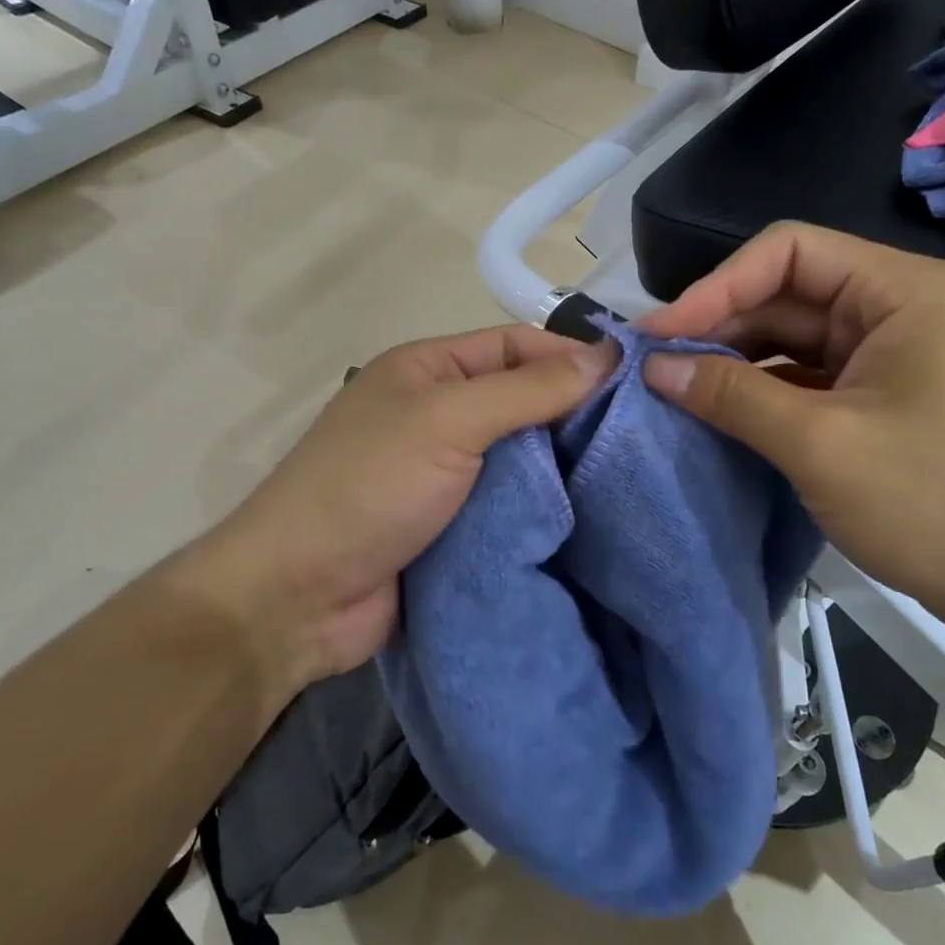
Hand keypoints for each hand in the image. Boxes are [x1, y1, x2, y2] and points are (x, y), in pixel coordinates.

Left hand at [179, 326, 614, 690]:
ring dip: (565, 467)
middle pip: (523, 401)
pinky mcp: (454, 527)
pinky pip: (511, 506)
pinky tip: (594, 516)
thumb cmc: (369, 488)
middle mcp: (438, 414)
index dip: (572, 356)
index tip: (638, 379)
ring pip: (522, 458)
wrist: (297, 598)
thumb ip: (526, 390)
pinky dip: (546, 509)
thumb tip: (606, 357)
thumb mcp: (447, 421)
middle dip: (576, 413)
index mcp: (428, 370)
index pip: (515, 346)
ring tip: (634, 475)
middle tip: (647, 434)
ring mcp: (445, 474)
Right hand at [636, 224, 944, 643]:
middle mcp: (897, 309)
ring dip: (736, 363)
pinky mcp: (886, 401)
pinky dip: (764, 394)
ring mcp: (893, 357)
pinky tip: (722, 415)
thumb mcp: (821, 446)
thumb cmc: (940, 504)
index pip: (787, 252)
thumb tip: (655, 367)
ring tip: (675, 393)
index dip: (715, 287)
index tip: (658, 337)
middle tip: (654, 369)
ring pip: (794, 340)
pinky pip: (810, 380)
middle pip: (787, 294)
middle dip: (719, 327)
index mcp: (899, 291)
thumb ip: (732, 397)